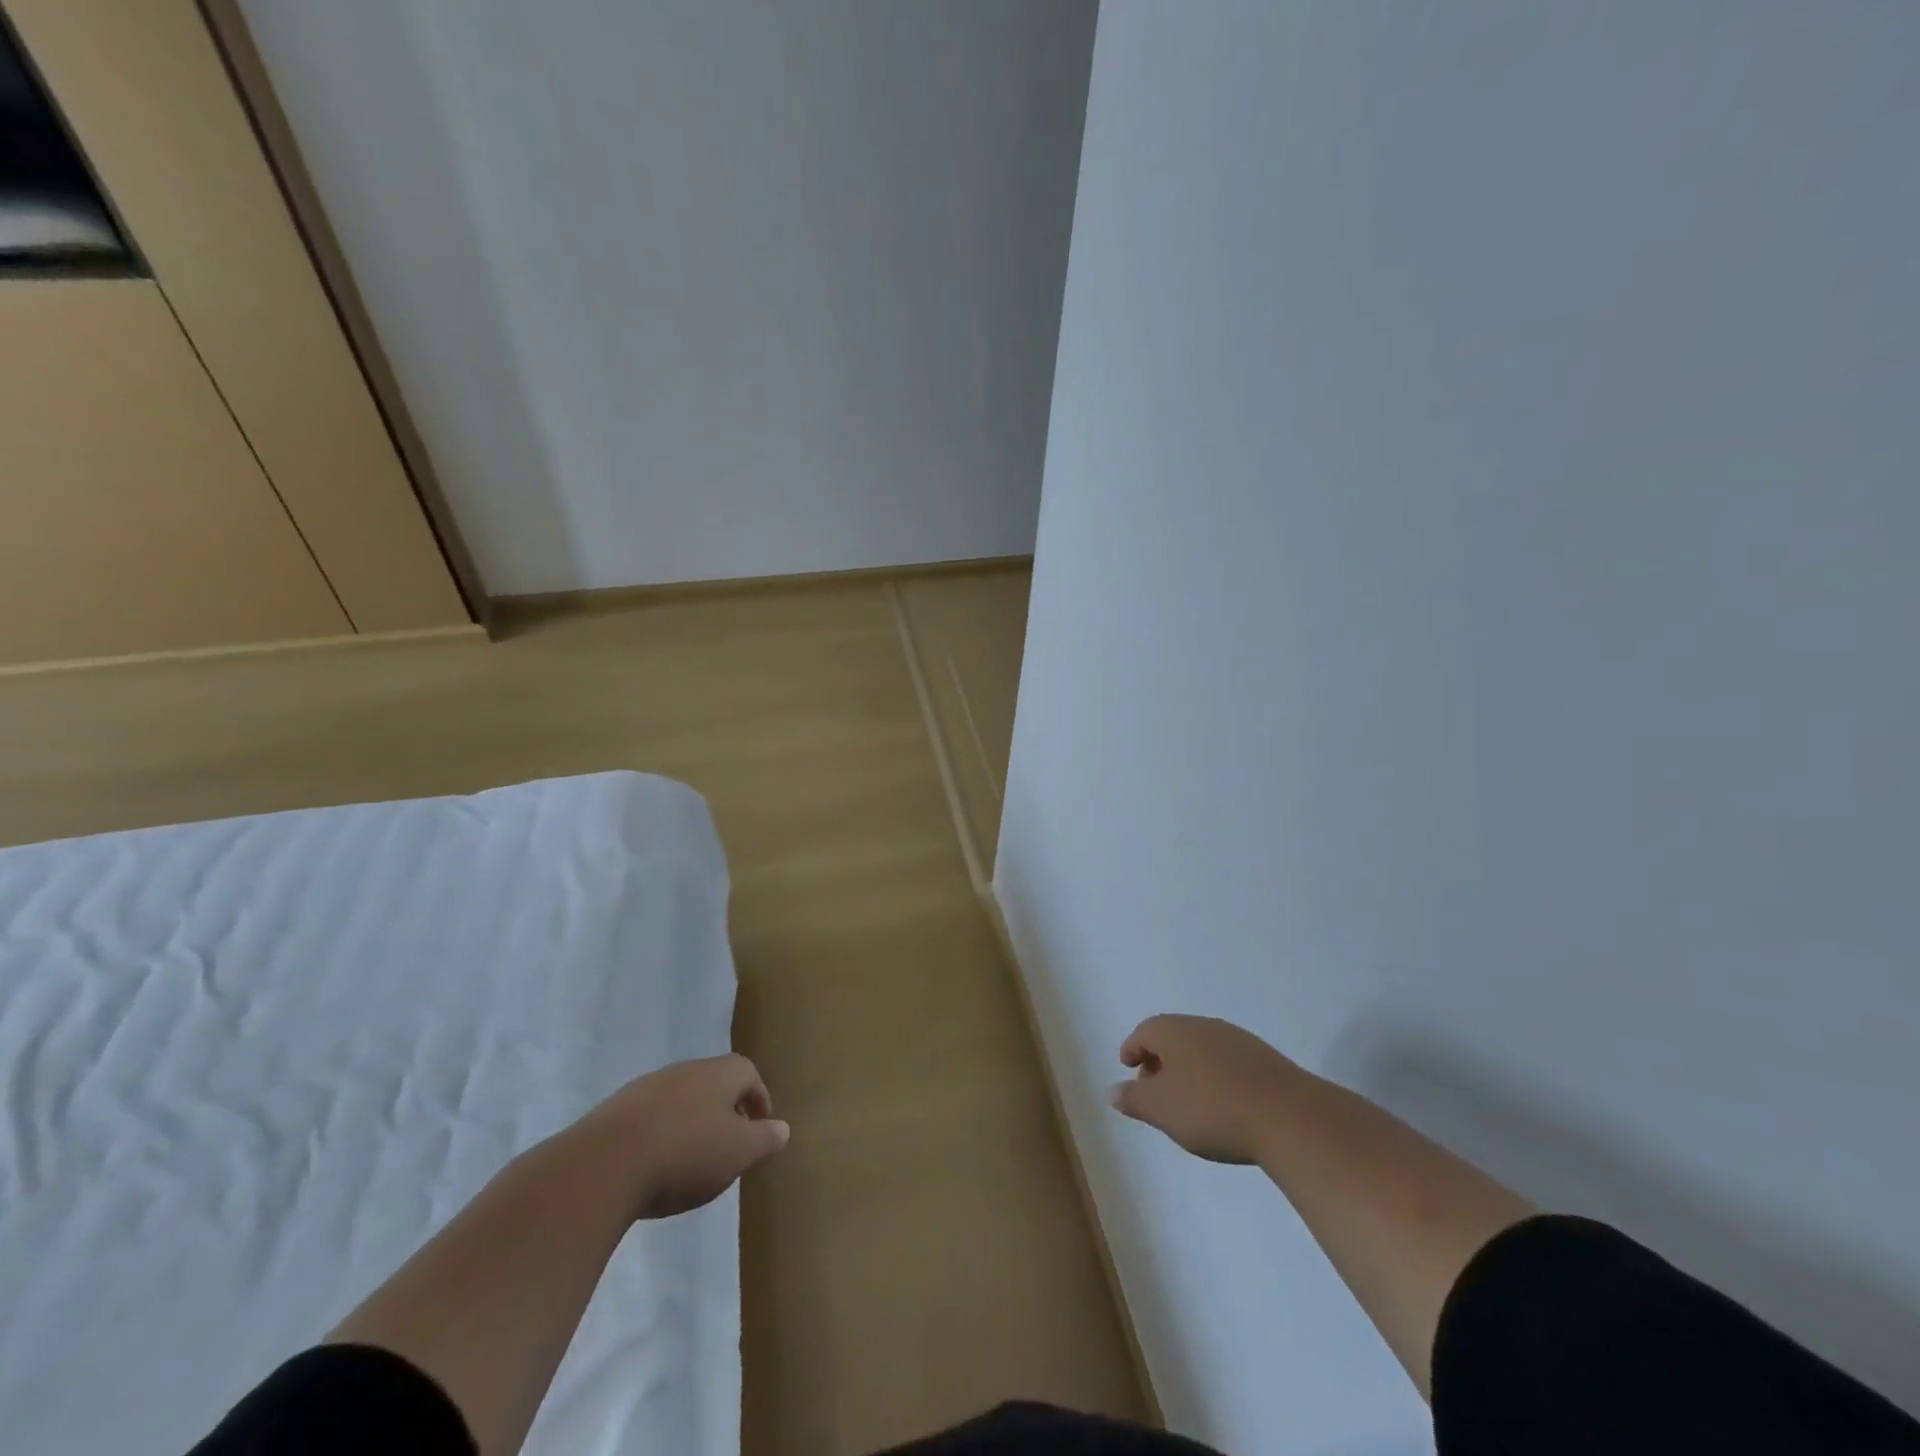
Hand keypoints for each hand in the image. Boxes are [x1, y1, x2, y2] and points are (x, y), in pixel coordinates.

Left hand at [575, 1054, 790, 1219]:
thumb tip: (782, 1128)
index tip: (759, 1129)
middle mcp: (687, 1069)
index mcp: (721, 1072)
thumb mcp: (738, 1153)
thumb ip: (764, 1139)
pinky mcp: (615, 1110)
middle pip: (714, 1083)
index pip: (749, 1074)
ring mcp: (647, 1086)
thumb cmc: (686, 1154)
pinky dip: (659, 1135)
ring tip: (690, 1161)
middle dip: (724, 1111)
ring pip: (681, 1099)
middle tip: (728, 1146)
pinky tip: (654, 1166)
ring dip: (690, 1123)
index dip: (758, 1100)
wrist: (603, 1165)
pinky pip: (650, 1118)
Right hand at [1111, 1014, 1300, 1164]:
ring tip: (1187, 1100)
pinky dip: (1215, 1076)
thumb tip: (1113, 1090)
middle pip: (1172, 1036)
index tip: (1127, 1067)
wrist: (1287, 1116)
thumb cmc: (1210, 1109)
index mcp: (1173, 1030)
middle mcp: (1203, 1025)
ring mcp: (1237, 1039)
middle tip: (1153, 1089)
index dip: (1132, 1049)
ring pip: (1201, 1048)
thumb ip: (1134, 1098)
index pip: (1144, 1031)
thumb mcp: (1161, 1110)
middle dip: (1159, 1060)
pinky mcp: (1264, 1058)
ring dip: (1188, 1068)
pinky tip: (1222, 1103)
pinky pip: (1227, 1061)